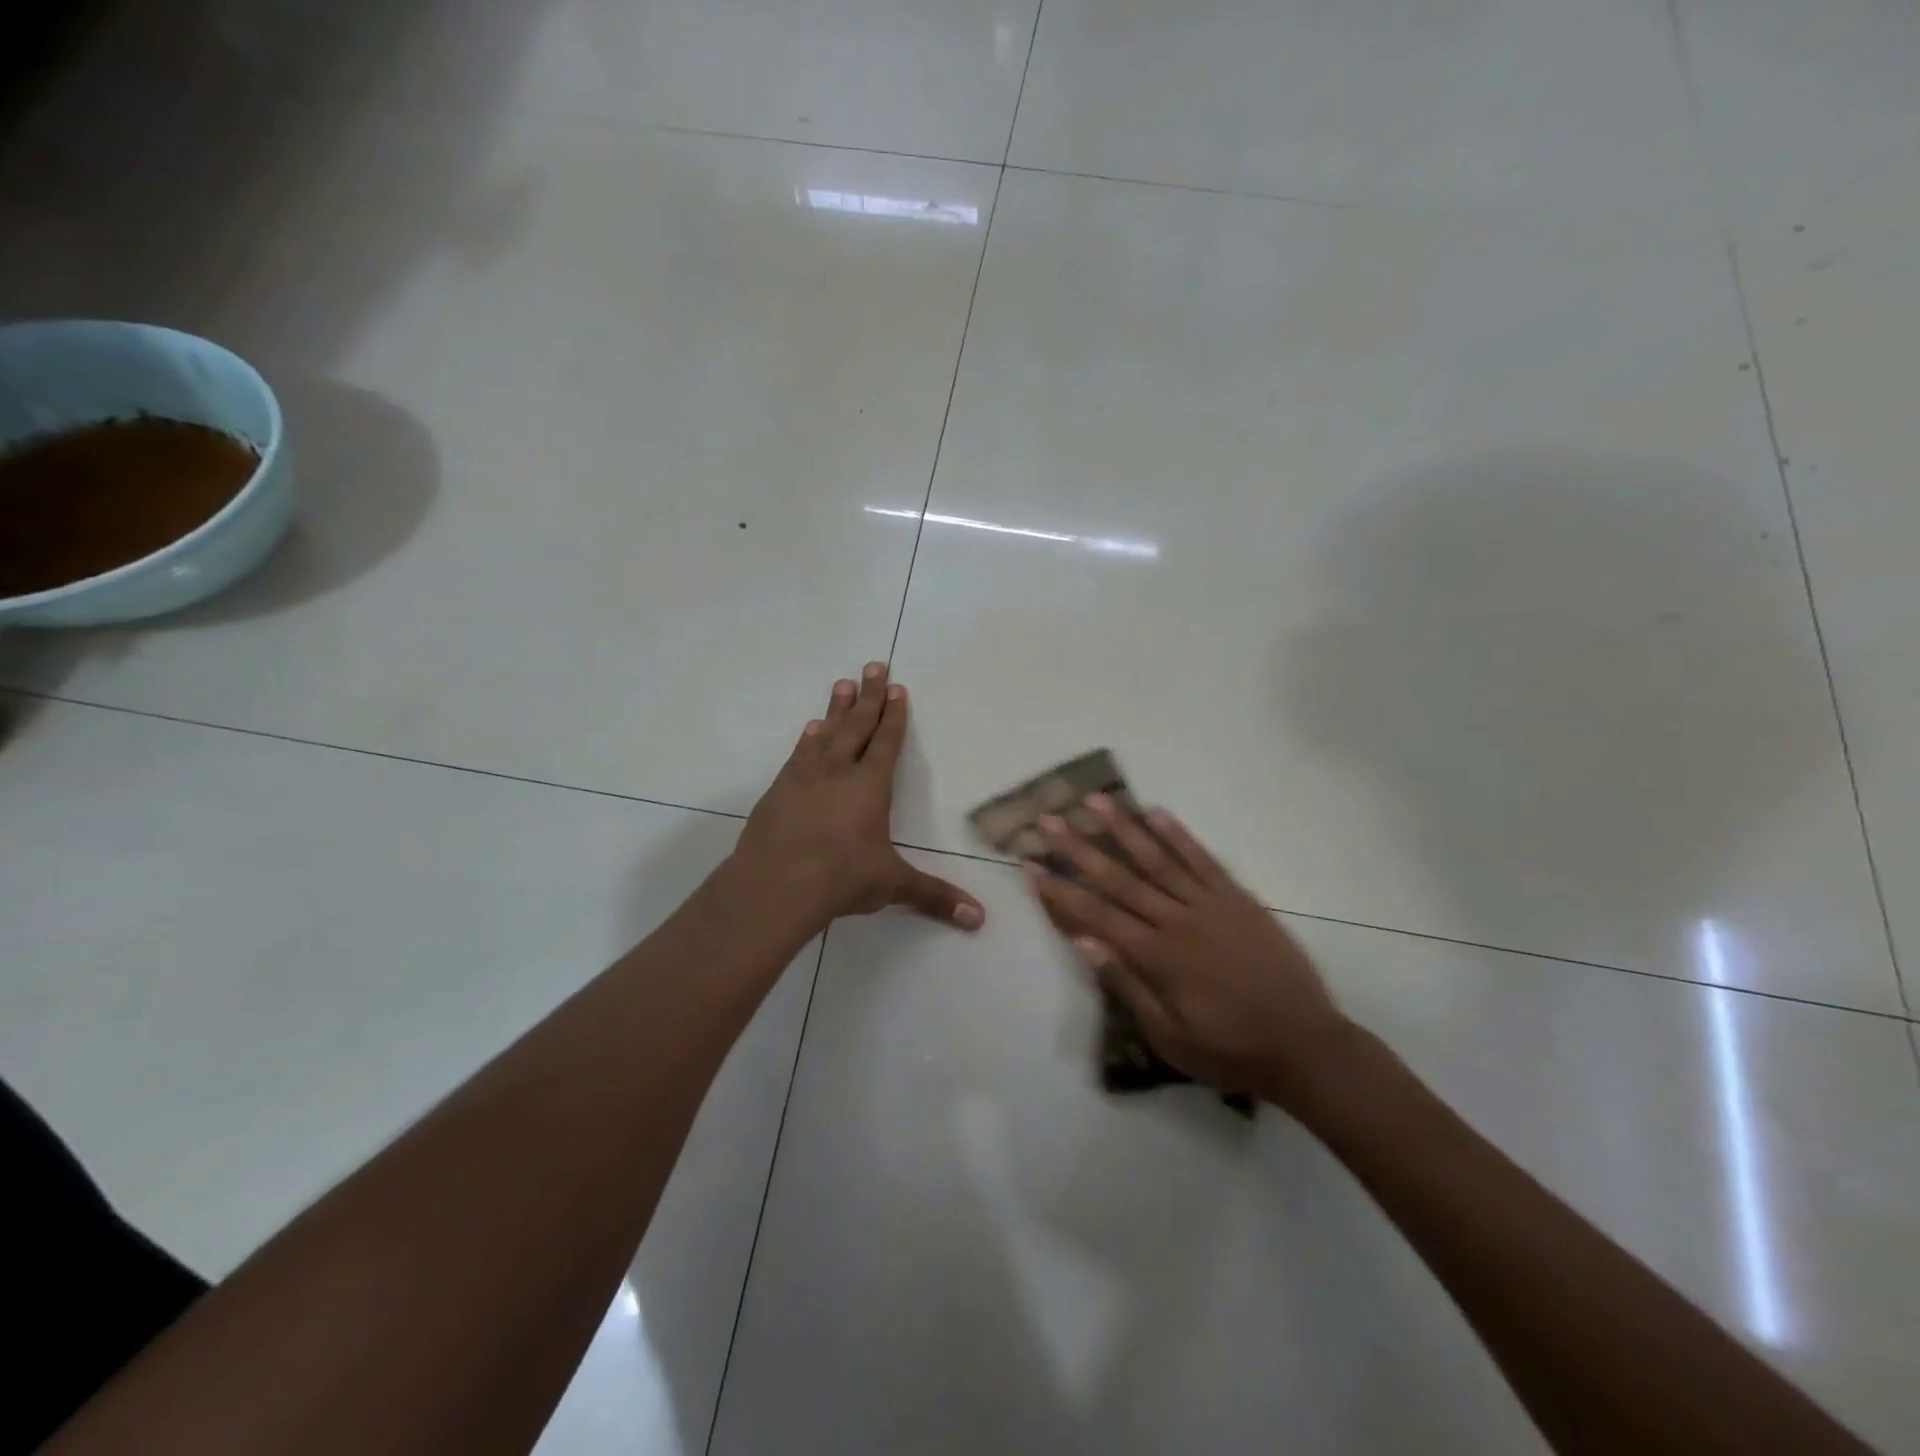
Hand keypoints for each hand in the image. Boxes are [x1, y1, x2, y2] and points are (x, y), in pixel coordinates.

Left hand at [735, 661, 984, 931]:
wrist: (774, 887)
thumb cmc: (840, 879)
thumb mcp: (891, 885)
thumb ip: (934, 897)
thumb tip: (978, 919)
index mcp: (870, 786)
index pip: (886, 742)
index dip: (894, 715)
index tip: (897, 687)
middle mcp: (838, 771)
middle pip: (856, 724)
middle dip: (868, 695)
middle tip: (873, 664)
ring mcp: (804, 777)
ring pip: (825, 733)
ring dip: (836, 709)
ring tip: (842, 684)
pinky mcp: (778, 791)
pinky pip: (798, 754)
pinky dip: (807, 739)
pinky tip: (810, 731)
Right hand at [1026, 796, 1351, 1110]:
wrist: (1305, 1045)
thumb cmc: (1229, 1049)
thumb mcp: (1169, 1036)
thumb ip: (1127, 986)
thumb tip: (1084, 943)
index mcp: (1156, 956)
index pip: (1095, 914)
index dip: (1059, 889)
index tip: (1030, 865)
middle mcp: (1176, 920)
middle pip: (1118, 877)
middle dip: (1078, 848)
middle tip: (1049, 820)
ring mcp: (1209, 904)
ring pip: (1157, 858)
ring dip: (1123, 828)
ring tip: (1095, 801)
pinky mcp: (1237, 898)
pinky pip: (1203, 860)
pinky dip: (1178, 835)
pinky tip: (1156, 813)